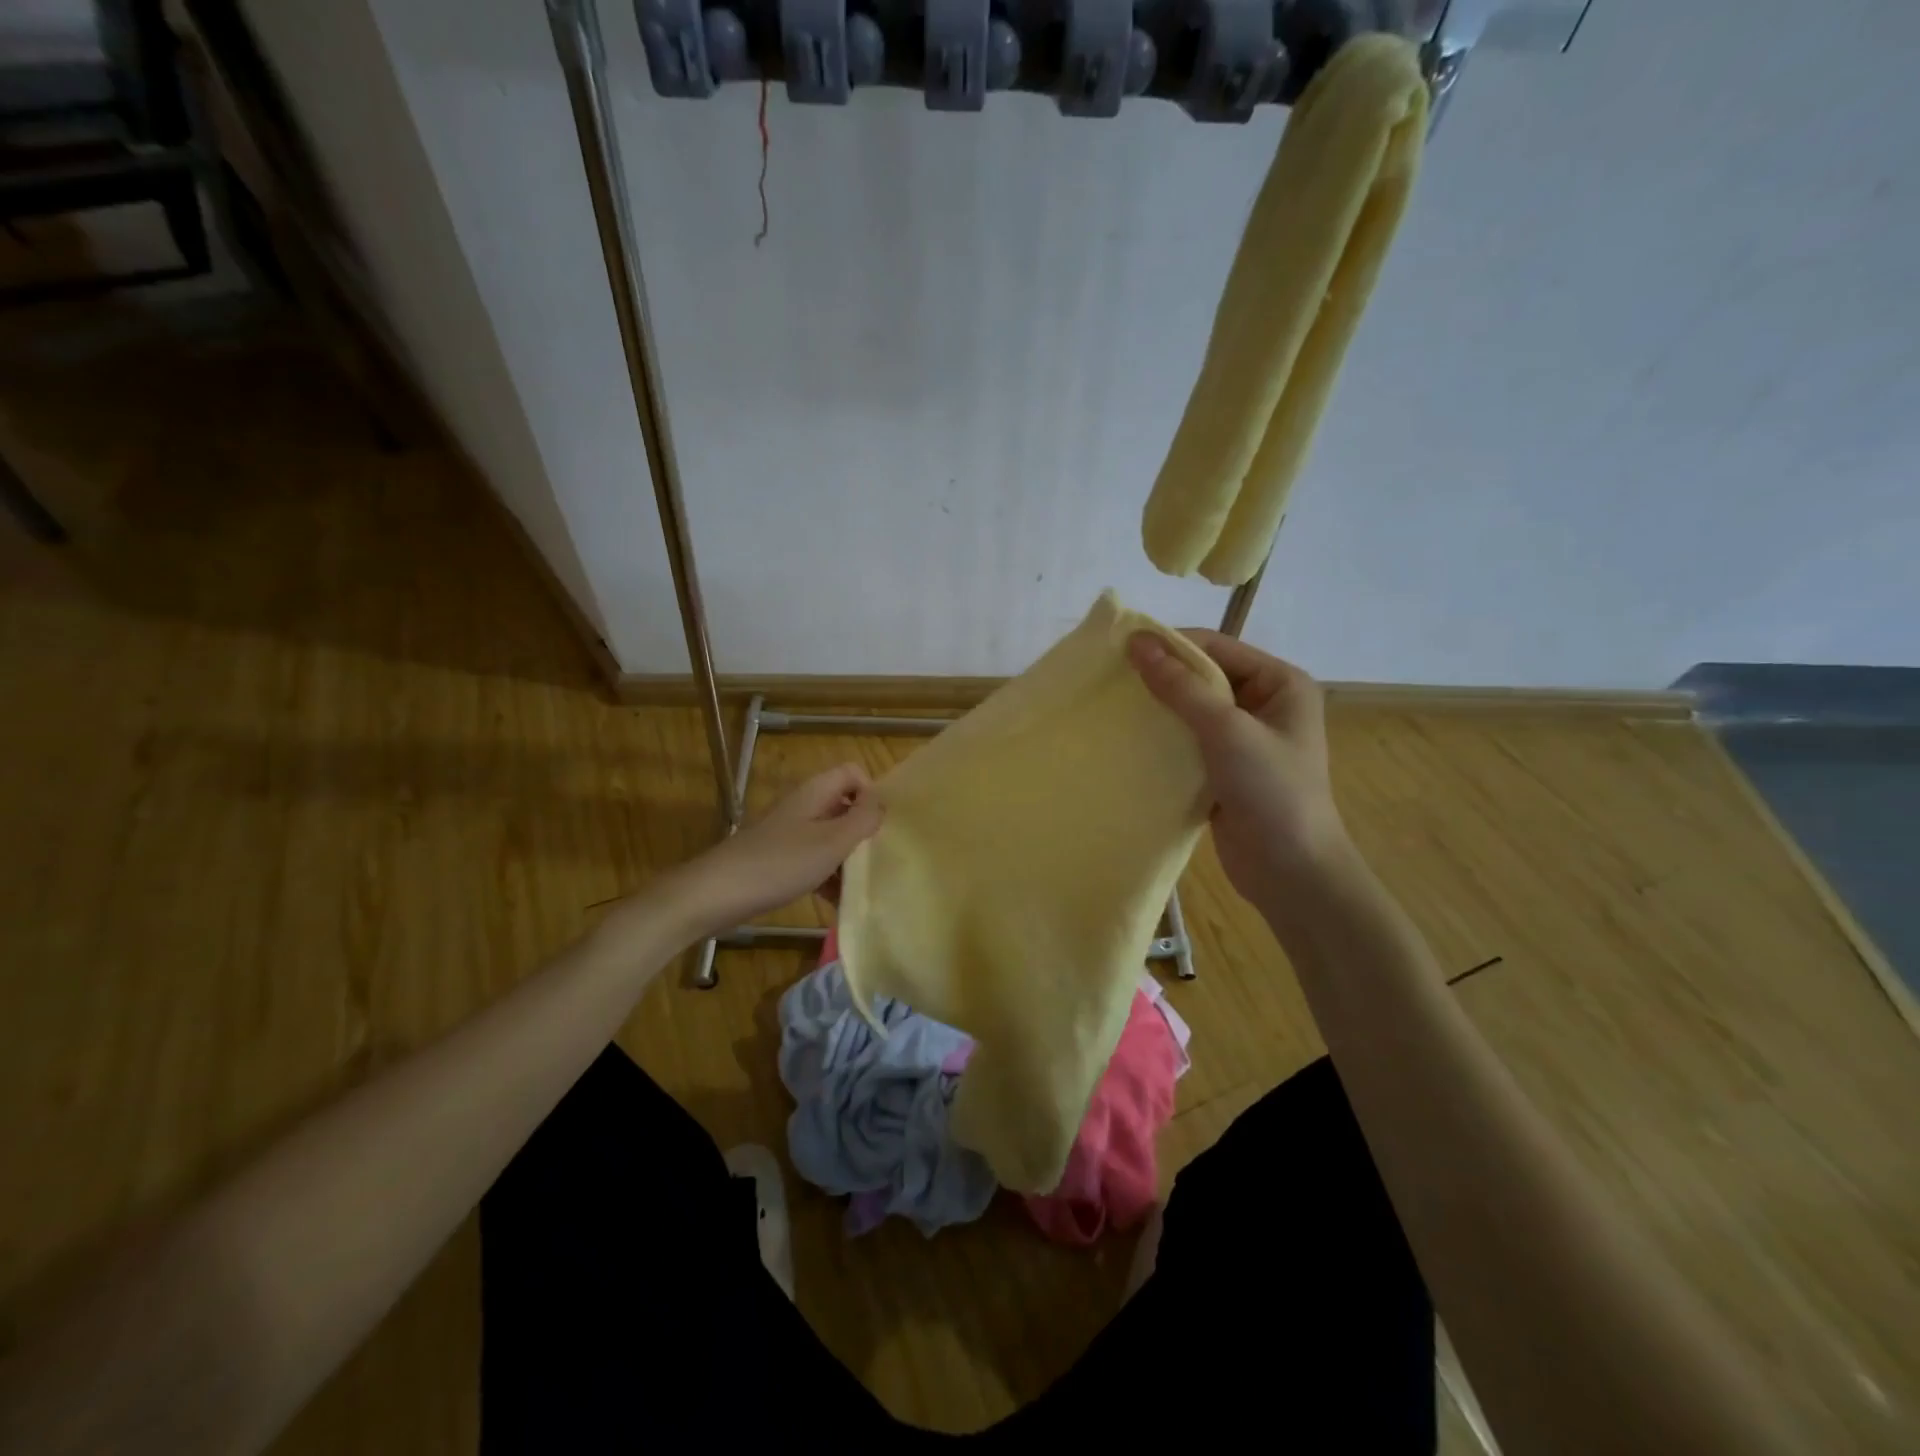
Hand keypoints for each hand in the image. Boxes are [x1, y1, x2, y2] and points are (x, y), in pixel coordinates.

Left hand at [669, 764, 883, 938]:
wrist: (717, 894)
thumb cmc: (780, 863)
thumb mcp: (831, 842)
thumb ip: (862, 820)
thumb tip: (881, 803)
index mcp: (816, 792)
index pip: (854, 773)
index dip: (871, 793)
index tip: (879, 826)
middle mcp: (804, 806)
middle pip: (845, 806)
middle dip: (863, 831)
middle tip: (877, 859)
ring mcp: (790, 832)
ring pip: (831, 836)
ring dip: (847, 859)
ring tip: (860, 886)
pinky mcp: (780, 858)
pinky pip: (814, 859)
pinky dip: (827, 875)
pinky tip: (836, 901)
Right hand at [1127, 630, 1352, 912]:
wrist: (1292, 872)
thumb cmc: (1272, 791)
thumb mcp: (1227, 731)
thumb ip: (1181, 687)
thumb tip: (1138, 642)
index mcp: (1280, 682)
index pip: (1217, 647)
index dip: (1171, 644)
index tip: (1121, 650)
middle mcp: (1264, 703)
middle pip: (1203, 676)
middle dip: (1161, 676)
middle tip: (1111, 678)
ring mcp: (1244, 739)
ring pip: (1192, 710)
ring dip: (1158, 708)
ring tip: (1113, 706)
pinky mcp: (1224, 769)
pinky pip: (1188, 741)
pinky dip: (1162, 739)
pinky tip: (1129, 739)